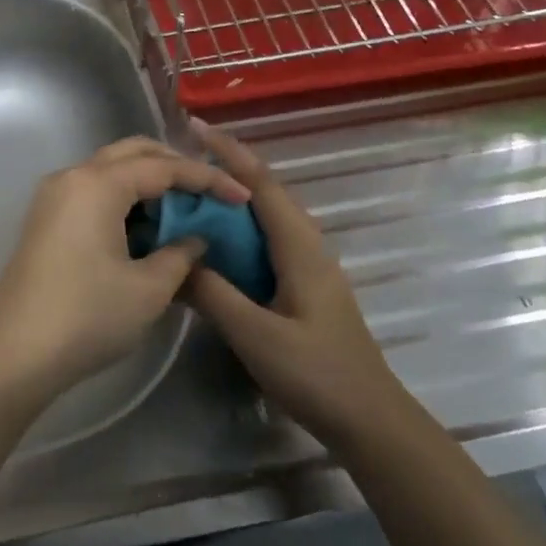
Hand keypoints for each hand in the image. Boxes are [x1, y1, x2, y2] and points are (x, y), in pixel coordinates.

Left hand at [0, 137, 250, 402]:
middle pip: (133, 154)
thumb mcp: (148, 289)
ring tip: (183, 212)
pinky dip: (124, 200)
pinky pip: (93, 193)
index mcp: (98, 184)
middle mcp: (72, 177)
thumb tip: (195, 239)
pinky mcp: (45, 220)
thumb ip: (180, 255)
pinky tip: (146, 229)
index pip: (163, 167)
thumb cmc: (87, 316)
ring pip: (110, 171)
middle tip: (209, 192)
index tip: (240, 196)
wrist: (13, 354)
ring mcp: (53, 197)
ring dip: (148, 183)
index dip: (207, 179)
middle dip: (175, 167)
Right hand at [184, 122, 399, 455]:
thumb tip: (176, 260)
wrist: (369, 420)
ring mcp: (308, 266)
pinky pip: (266, 242)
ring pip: (265, 218)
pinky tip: (214, 246)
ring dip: (230, 201)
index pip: (260, 182)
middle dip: (225, 170)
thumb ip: (213, 295)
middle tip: (178, 164)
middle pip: (263, 193)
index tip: (193, 126)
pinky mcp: (304, 286)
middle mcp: (307, 245)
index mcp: (299, 246)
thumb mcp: (256, 336)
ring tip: (188, 197)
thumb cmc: (316, 374)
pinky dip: (237, 232)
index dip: (227, 151)